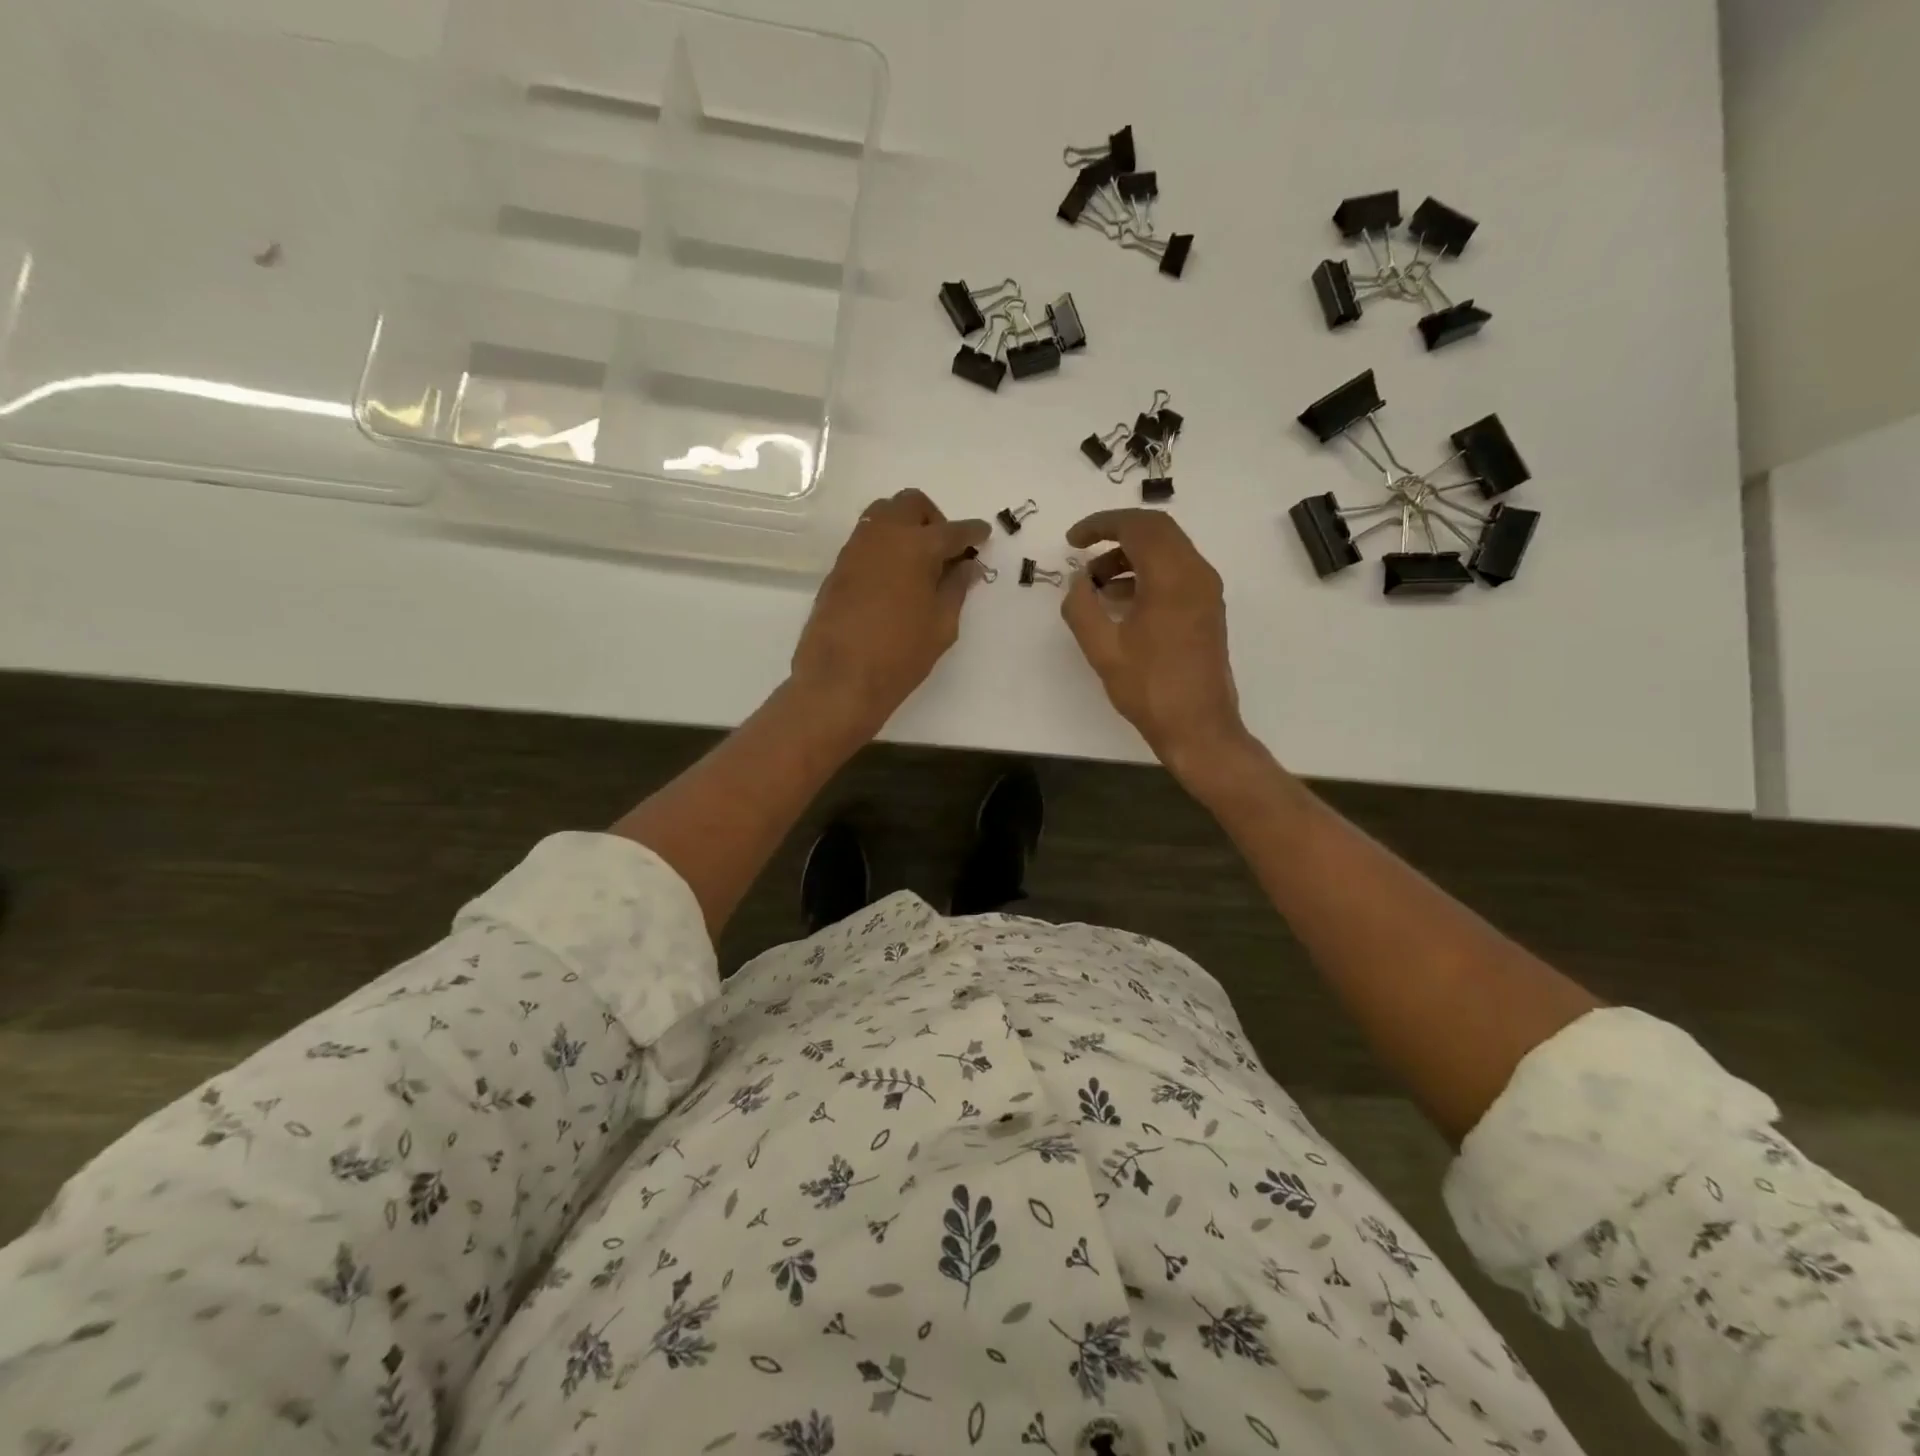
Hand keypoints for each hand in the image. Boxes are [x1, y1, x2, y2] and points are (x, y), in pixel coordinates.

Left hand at [790, 489, 989, 737]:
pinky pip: (866, 539)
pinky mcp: (838, 567)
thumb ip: (956, 588)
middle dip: (933, 519)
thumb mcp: (941, 625)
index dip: (972, 532)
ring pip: (883, 515)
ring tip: (919, 562)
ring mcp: (856, 548)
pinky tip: (894, 577)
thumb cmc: (900, 654)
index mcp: (917, 546)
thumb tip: (967, 566)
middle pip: (911, 505)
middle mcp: (884, 535)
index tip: (983, 534)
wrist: (840, 678)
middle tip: (945, 549)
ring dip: (905, 526)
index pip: (952, 530)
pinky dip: (885, 545)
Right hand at [1061, 510, 1251, 777]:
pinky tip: (1119, 601)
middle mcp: (1196, 574)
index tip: (1072, 540)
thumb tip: (1078, 581)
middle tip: (1082, 550)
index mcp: (1172, 577)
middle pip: (1156, 530)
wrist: (1198, 727)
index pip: (1137, 527)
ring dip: (1130, 556)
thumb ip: (1082, 607)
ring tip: (1095, 584)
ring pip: (1167, 551)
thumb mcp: (1102, 649)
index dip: (1100, 525)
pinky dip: (1145, 573)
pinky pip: (1175, 572)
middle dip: (1116, 534)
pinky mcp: (1207, 608)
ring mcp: (1206, 591)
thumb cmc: (1149, 688)